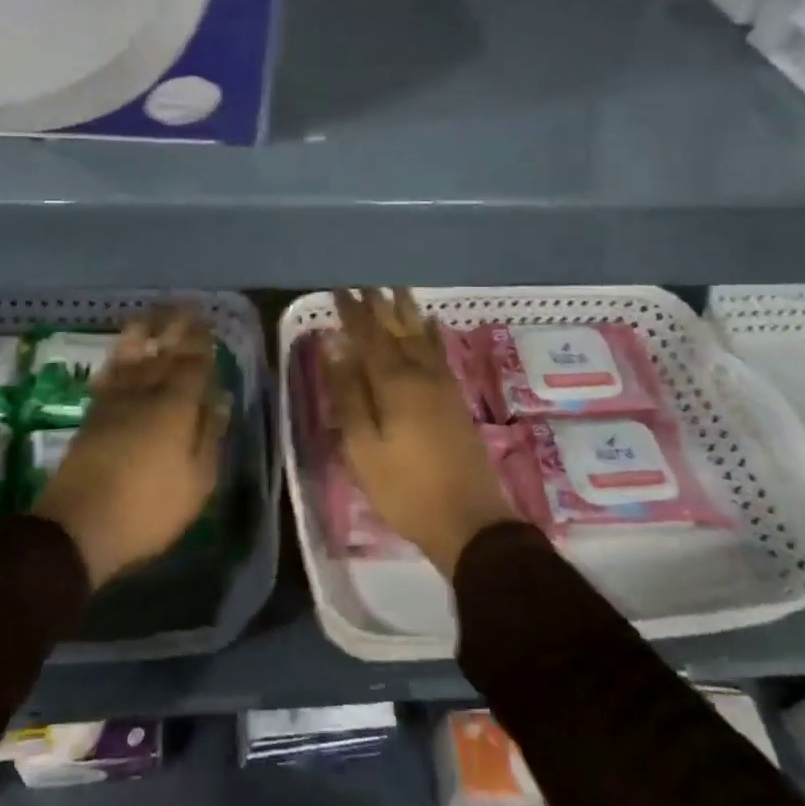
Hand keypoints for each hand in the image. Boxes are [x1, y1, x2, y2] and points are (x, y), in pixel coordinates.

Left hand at [34, 306, 227, 587]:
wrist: (79, 525)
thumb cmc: (148, 508)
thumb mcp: (197, 482)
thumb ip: (209, 435)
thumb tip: (219, 399)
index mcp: (175, 405)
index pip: (193, 364)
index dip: (202, 343)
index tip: (208, 325)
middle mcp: (145, 392)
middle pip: (163, 351)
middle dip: (176, 328)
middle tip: (186, 307)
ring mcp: (115, 400)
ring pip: (131, 355)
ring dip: (143, 332)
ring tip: (150, 315)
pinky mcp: (92, 413)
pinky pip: (109, 373)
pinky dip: (118, 358)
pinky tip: (122, 354)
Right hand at [324, 288, 516, 577]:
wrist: (469, 521)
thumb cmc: (405, 488)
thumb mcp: (363, 447)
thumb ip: (348, 394)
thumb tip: (336, 347)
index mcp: (394, 383)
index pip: (368, 336)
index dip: (353, 313)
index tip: (339, 291)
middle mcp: (420, 374)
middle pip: (397, 330)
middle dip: (380, 306)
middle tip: (366, 284)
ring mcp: (442, 385)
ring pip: (421, 337)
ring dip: (407, 312)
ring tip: (396, 291)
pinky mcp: (456, 400)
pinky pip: (440, 353)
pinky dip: (431, 334)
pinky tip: (430, 326)